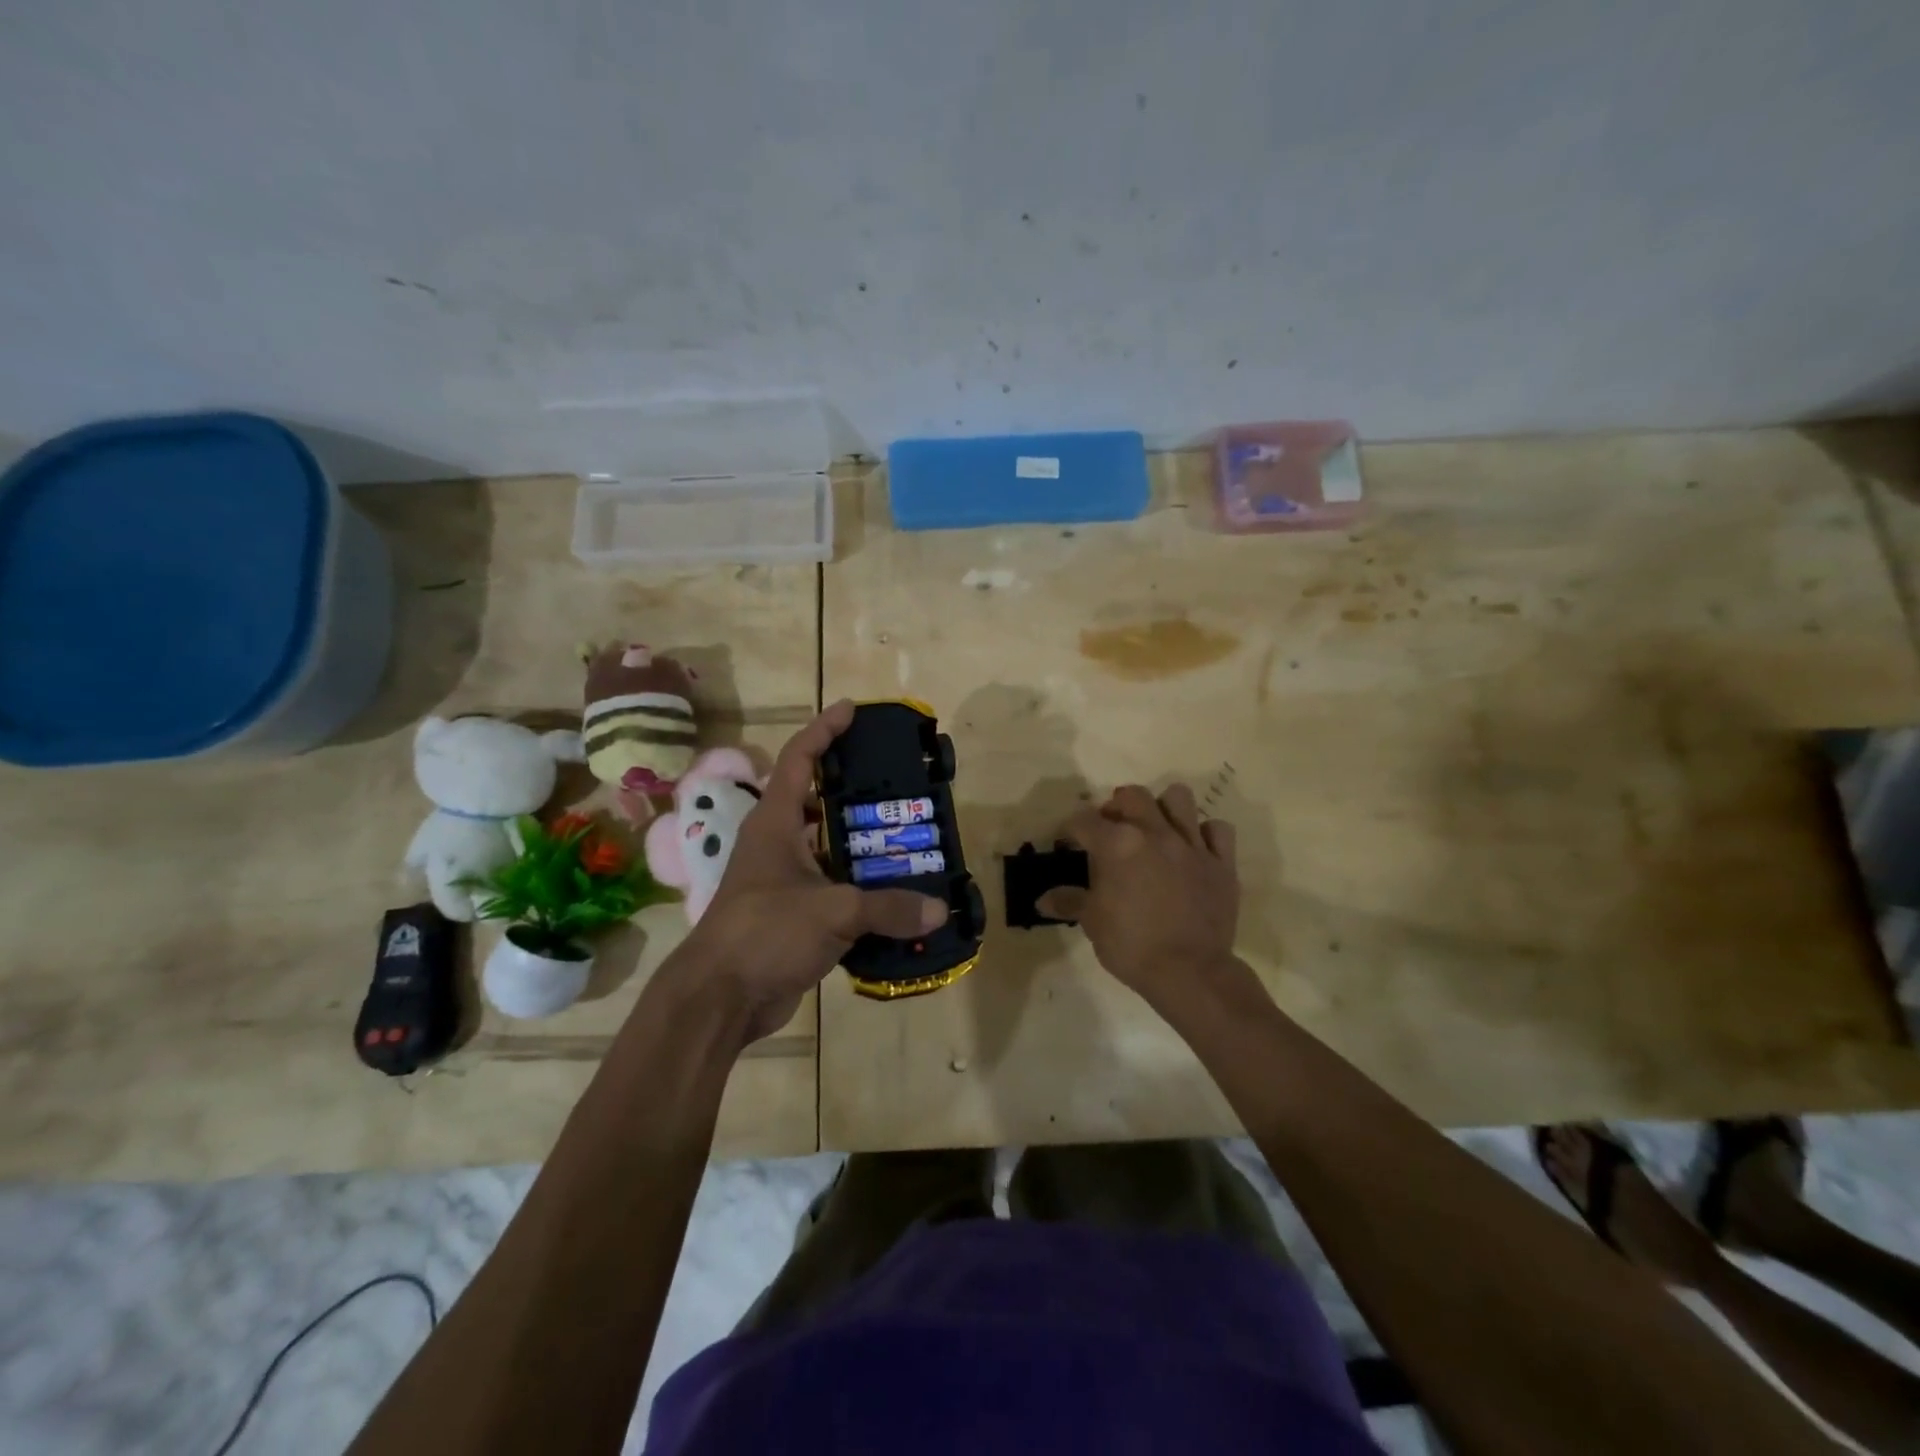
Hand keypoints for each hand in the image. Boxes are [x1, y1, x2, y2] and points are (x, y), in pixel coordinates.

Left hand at [674, 700, 948, 1044]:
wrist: (719, 999)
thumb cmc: (765, 934)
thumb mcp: (831, 912)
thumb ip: (888, 908)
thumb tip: (940, 909)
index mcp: (775, 824)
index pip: (798, 759)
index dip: (824, 730)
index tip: (852, 709)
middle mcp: (777, 844)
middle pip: (816, 801)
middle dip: (854, 788)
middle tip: (898, 783)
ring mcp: (784, 880)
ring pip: (828, 847)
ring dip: (862, 842)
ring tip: (908, 835)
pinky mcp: (793, 914)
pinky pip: (834, 888)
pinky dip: (862, 886)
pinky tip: (896, 893)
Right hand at [1038, 784, 1240, 1011]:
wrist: (1190, 972)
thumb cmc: (1132, 946)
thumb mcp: (1092, 923)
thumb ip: (1069, 902)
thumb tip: (1042, 900)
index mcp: (1118, 844)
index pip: (1084, 820)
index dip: (1071, 830)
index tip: (1069, 843)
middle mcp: (1155, 833)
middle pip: (1132, 796)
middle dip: (1116, 806)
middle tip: (1112, 829)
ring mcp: (1192, 845)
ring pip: (1178, 798)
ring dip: (1163, 808)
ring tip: (1155, 828)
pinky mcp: (1222, 862)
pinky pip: (1218, 829)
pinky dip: (1205, 834)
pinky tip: (1194, 848)